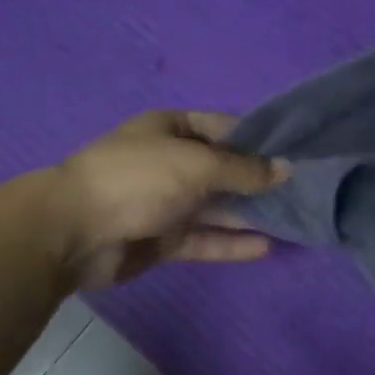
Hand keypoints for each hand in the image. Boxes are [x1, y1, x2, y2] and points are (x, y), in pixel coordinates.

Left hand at [42, 110, 289, 289]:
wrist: (71, 232)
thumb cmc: (138, 178)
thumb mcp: (198, 164)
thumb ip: (245, 169)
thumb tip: (287, 169)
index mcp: (171, 129)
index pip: (224, 127)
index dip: (259, 138)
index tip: (296, 150)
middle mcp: (170, 161)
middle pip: (223, 169)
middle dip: (259, 179)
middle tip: (303, 189)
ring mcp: (164, 201)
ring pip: (216, 207)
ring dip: (249, 213)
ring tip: (292, 219)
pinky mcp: (161, 239)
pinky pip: (203, 238)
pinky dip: (231, 242)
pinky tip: (265, 246)